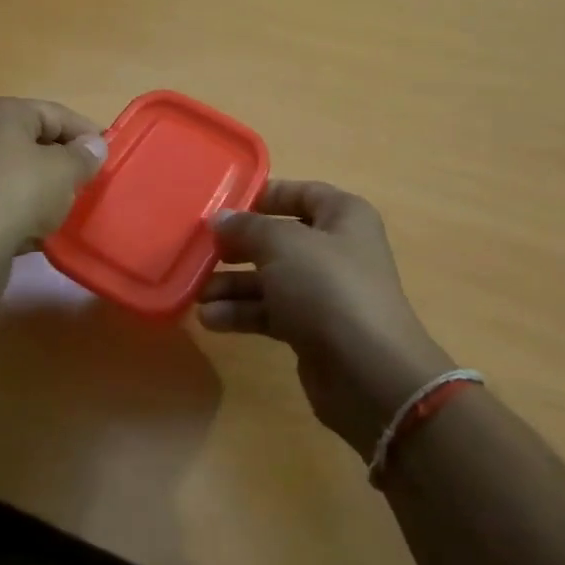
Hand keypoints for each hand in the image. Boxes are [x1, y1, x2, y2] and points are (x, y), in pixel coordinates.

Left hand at [0, 97, 106, 259]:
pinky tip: (34, 228)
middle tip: (86, 182)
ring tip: (63, 207)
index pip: (55, 113)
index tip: (108, 156)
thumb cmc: (19, 193)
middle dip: (61, 160)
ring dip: (40, 186)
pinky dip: (17, 206)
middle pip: (30, 140)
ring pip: (13, 170)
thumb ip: (84, 155)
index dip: (85, 133)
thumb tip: (94, 145)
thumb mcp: (64, 171)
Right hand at [199, 181, 454, 456]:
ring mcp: (325, 292)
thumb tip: (221, 219)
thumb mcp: (282, 245)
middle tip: (201, 251)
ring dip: (233, 285)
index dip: (262, 196)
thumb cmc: (327, 288)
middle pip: (278, 240)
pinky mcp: (312, 329)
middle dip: (238, 247)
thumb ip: (247, 228)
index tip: (222, 206)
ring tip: (197, 294)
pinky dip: (242, 313)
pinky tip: (210, 319)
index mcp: (343, 217)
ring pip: (270, 279)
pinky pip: (271, 312)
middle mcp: (336, 250)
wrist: (367, 371)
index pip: (301, 193)